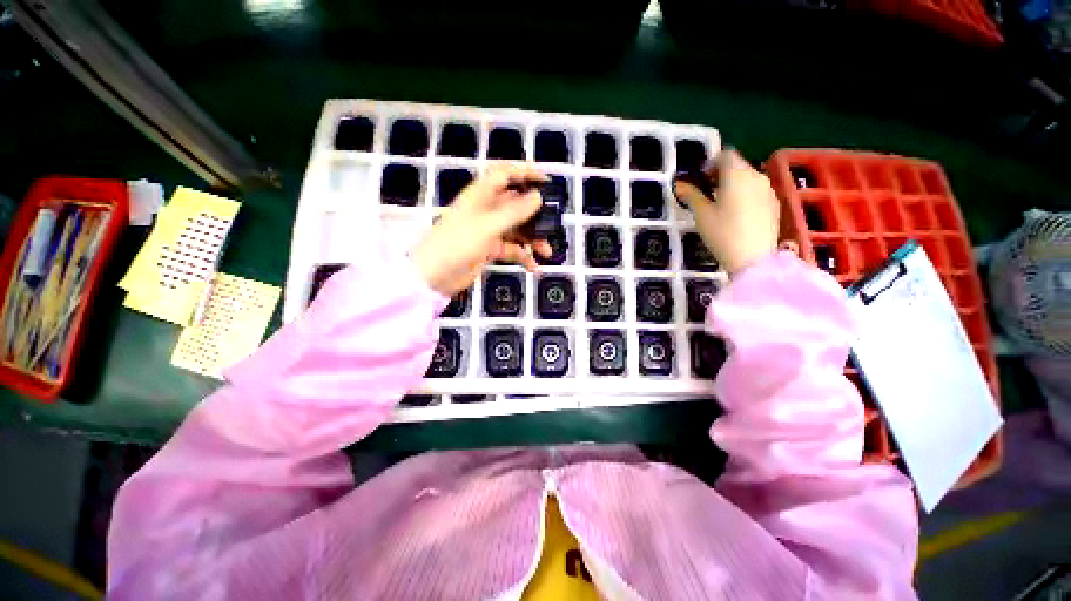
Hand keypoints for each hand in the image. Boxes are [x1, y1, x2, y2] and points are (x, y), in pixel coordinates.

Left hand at [412, 164, 552, 295]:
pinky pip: (511, 249)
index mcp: (481, 195)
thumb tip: (538, 197)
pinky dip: (523, 256)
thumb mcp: (488, 226)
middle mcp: (486, 209)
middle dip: (535, 214)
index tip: (547, 182)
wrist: (434, 276)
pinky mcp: (489, 249)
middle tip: (553, 223)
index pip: (505, 174)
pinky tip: (533, 267)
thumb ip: (514, 211)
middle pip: (516, 204)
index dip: (526, 173)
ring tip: (547, 252)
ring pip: (517, 229)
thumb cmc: (457, 244)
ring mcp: (488, 230)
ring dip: (533, 239)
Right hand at [674, 150, 780, 275]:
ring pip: (748, 178)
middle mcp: (756, 176)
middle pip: (738, 165)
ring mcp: (768, 190)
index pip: (726, 155)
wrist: (753, 259)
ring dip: (734, 184)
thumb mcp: (702, 215)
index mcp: (737, 175)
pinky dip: (745, 194)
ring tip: (721, 204)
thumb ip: (691, 195)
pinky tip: (737, 214)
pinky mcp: (774, 204)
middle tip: (707, 192)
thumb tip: (679, 185)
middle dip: (721, 174)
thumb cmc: (722, 234)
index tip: (700, 178)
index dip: (711, 162)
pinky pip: (757, 191)